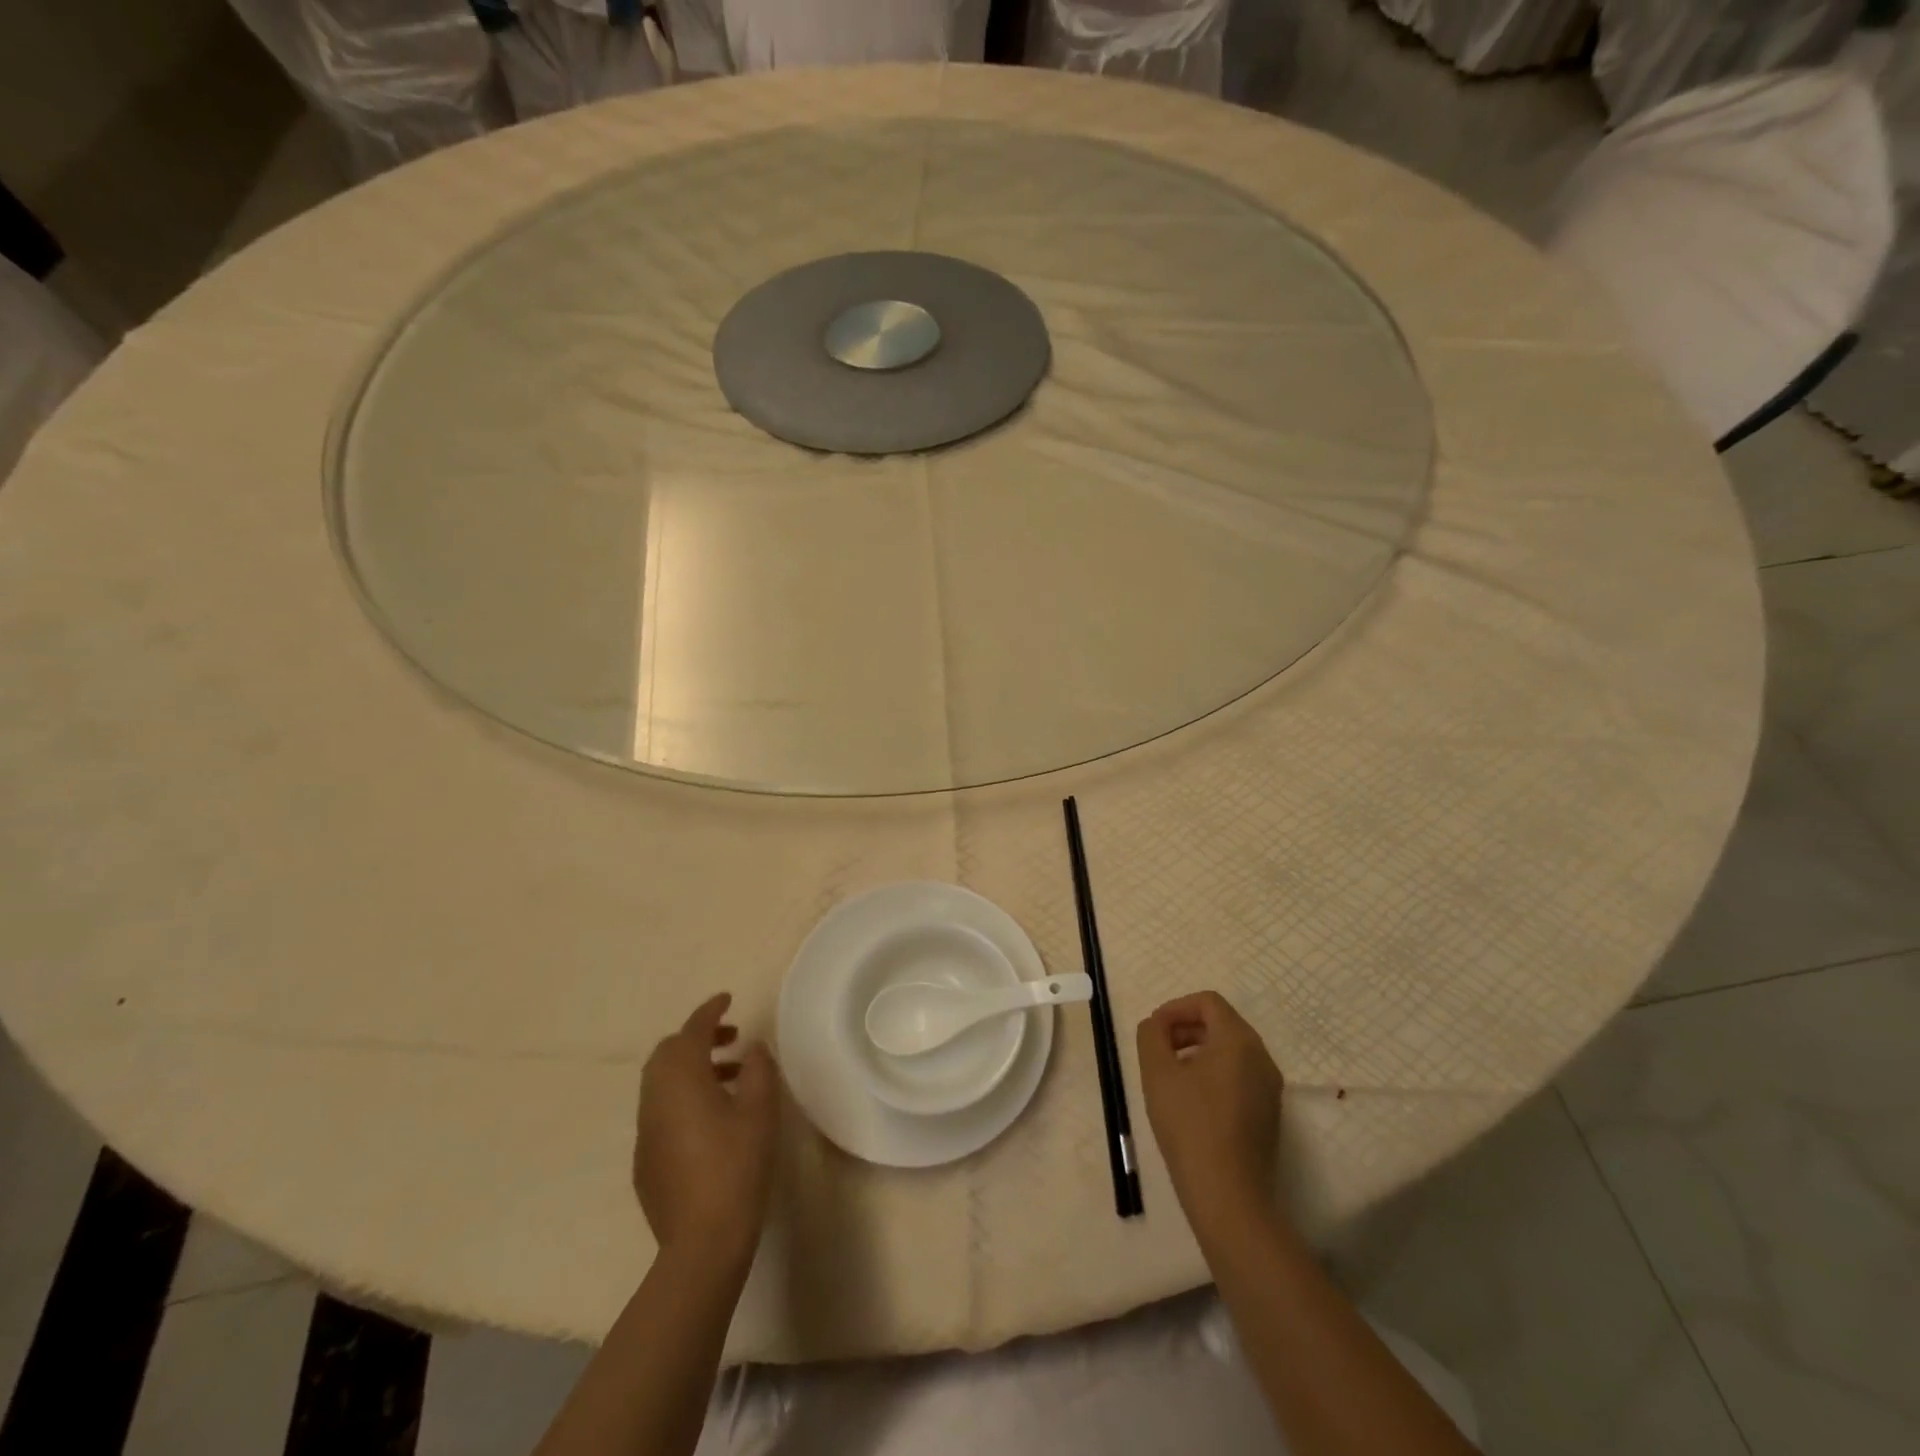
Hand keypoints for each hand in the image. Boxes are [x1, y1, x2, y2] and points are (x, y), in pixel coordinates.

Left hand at [635, 993, 777, 1266]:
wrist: (702, 1243)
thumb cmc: (736, 1167)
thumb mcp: (760, 1111)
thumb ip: (759, 1069)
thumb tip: (752, 1048)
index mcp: (682, 1080)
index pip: (692, 1030)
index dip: (710, 1010)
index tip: (728, 999)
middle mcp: (655, 1098)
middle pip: (668, 1052)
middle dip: (698, 1037)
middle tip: (732, 1039)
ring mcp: (645, 1131)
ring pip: (662, 1081)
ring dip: (692, 1067)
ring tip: (731, 1077)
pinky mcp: (644, 1159)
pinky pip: (660, 1109)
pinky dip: (683, 1096)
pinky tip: (712, 1118)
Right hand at [1137, 991, 1282, 1237]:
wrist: (1229, 1196)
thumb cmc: (1190, 1125)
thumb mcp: (1157, 1072)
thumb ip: (1151, 1035)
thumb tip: (1157, 1025)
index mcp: (1239, 1040)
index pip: (1207, 1002)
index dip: (1175, 1008)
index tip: (1153, 1030)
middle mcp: (1262, 1057)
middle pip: (1221, 1023)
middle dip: (1185, 1028)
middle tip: (1157, 1050)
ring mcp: (1270, 1087)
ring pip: (1230, 1050)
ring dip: (1197, 1050)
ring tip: (1170, 1076)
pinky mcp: (1269, 1113)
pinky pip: (1239, 1075)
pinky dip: (1213, 1073)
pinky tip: (1190, 1101)